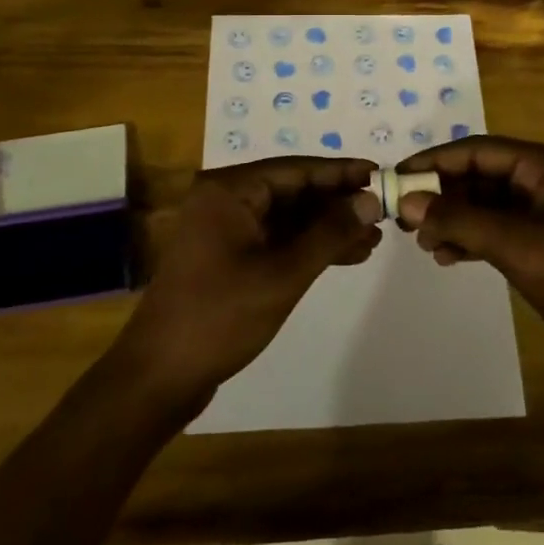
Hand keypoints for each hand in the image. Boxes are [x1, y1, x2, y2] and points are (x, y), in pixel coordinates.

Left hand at [116, 157, 381, 405]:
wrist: (161, 375)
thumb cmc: (221, 316)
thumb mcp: (284, 273)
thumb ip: (330, 232)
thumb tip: (370, 200)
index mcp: (229, 190)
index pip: (296, 169)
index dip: (341, 172)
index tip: (380, 175)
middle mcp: (225, 200)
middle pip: (293, 191)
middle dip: (337, 204)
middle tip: (383, 213)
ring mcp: (225, 229)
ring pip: (288, 217)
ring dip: (327, 228)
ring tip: (373, 240)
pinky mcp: (228, 256)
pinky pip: (276, 239)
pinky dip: (308, 247)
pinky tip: (346, 256)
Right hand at [395, 136, 543, 383]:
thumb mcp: (516, 245)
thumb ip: (460, 220)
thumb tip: (408, 202)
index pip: (478, 150)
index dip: (435, 161)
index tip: (396, 177)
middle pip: (480, 175)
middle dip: (442, 195)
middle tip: (404, 219)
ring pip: (485, 204)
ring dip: (453, 220)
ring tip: (424, 245)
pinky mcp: (543, 243)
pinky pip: (496, 229)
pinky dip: (470, 239)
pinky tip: (447, 257)